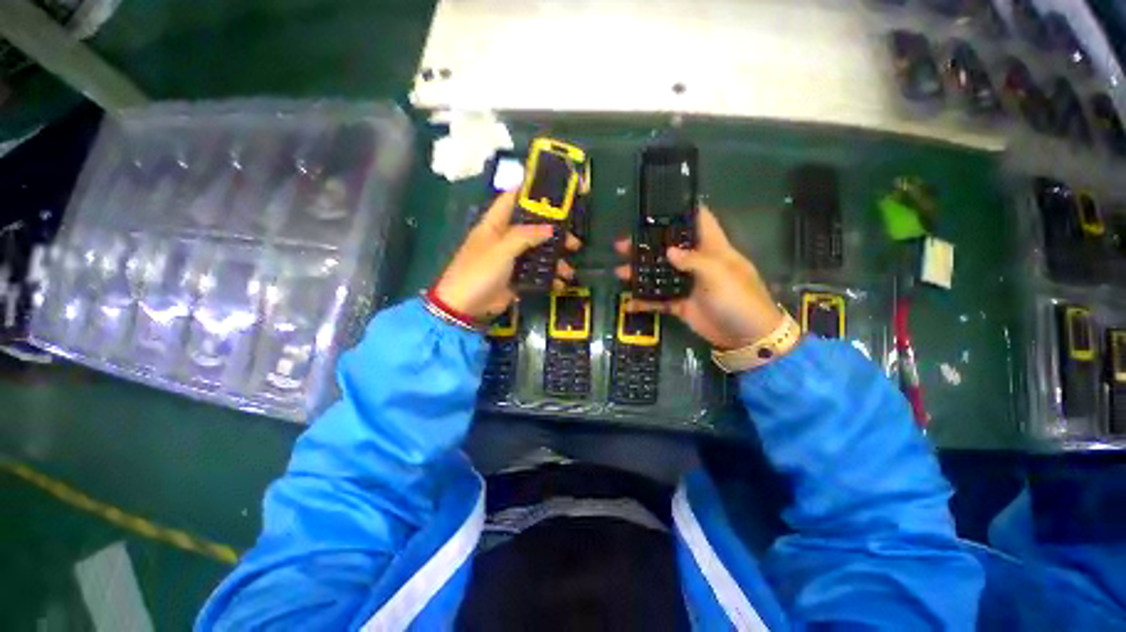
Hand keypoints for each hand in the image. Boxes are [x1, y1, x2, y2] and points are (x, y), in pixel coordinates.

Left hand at [434, 190, 580, 320]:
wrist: (465, 306)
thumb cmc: (479, 270)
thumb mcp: (502, 249)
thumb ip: (525, 236)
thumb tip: (550, 228)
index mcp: (495, 224)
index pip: (511, 199)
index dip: (529, 192)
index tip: (553, 191)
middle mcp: (504, 238)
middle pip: (533, 229)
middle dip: (554, 235)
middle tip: (574, 242)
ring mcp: (510, 259)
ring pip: (537, 253)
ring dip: (554, 261)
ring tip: (569, 272)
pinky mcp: (515, 278)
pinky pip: (535, 274)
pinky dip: (548, 278)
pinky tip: (559, 284)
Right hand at [614, 207, 782, 349]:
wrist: (746, 337)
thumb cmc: (738, 298)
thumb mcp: (719, 274)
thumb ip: (693, 260)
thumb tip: (668, 251)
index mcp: (712, 248)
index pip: (698, 221)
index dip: (681, 211)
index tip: (657, 207)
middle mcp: (697, 263)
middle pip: (668, 248)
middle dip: (646, 245)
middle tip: (622, 245)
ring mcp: (687, 285)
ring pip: (658, 274)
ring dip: (639, 273)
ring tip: (619, 271)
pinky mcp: (680, 305)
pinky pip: (658, 301)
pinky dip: (644, 302)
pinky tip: (629, 303)